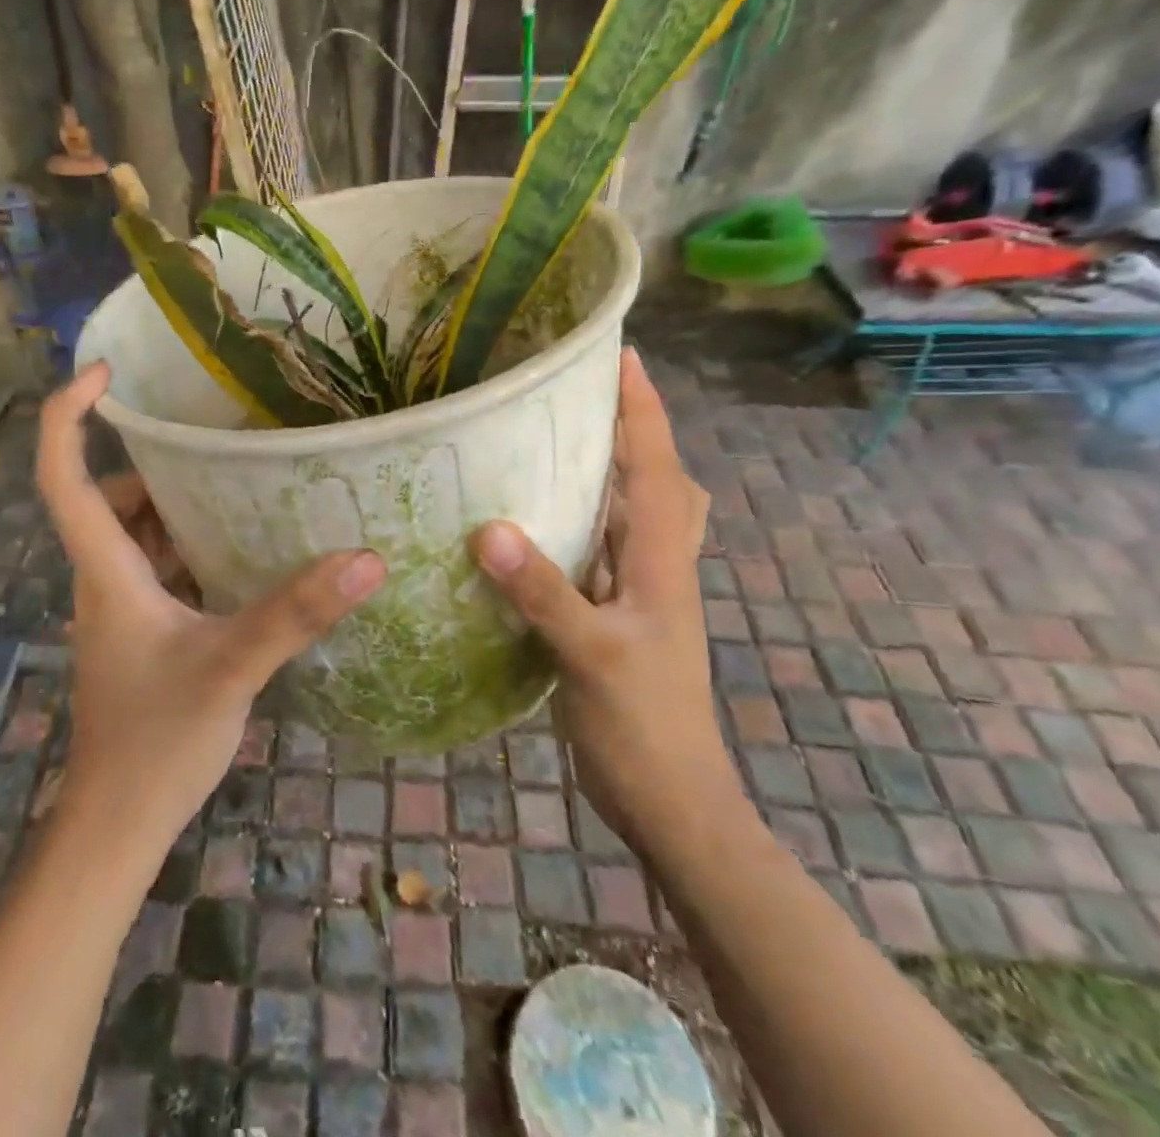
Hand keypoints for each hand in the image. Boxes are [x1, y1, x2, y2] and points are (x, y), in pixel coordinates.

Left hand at [36, 363, 386, 848]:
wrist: (119, 821)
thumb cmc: (156, 741)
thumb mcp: (232, 667)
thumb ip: (293, 613)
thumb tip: (365, 559)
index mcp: (107, 570)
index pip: (63, 476)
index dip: (70, 417)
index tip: (104, 373)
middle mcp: (105, 578)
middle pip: (110, 498)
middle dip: (156, 466)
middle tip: (218, 444)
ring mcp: (121, 606)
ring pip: (137, 533)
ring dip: (178, 505)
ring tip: (242, 484)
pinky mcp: (141, 630)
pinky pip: (159, 565)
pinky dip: (190, 545)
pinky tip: (243, 551)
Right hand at [470, 349, 738, 839]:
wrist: (671, 804)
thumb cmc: (644, 727)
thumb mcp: (592, 656)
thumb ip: (544, 593)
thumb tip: (489, 527)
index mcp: (661, 559)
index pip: (656, 466)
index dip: (642, 409)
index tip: (620, 355)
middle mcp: (655, 564)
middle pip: (656, 479)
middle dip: (630, 430)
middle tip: (580, 397)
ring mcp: (637, 592)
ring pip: (628, 514)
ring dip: (604, 473)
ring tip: (553, 443)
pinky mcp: (613, 617)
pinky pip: (597, 550)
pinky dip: (576, 523)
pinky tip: (531, 524)